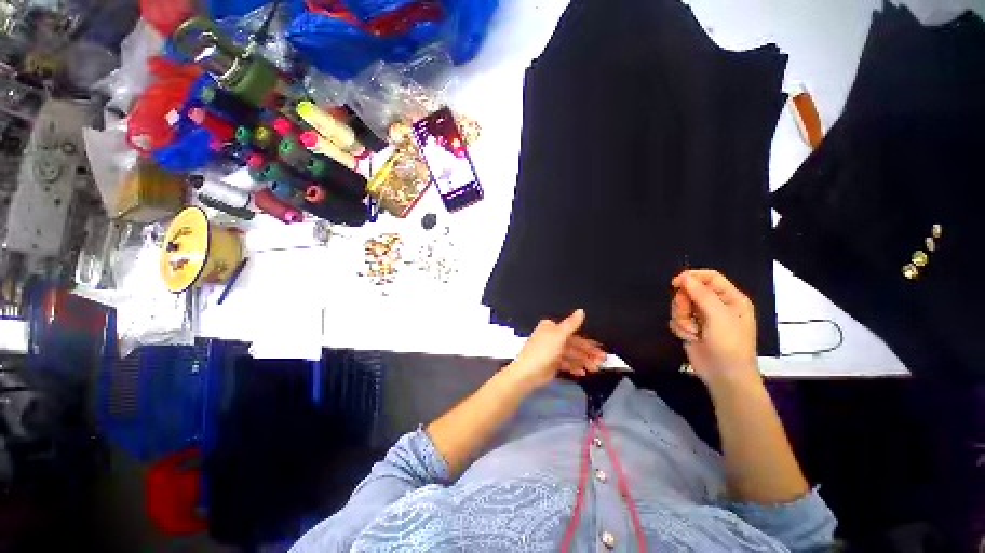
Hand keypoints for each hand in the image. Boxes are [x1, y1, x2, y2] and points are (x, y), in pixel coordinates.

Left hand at [506, 309, 606, 391]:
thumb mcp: (559, 335)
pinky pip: (566, 363)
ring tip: (595, 369)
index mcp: (551, 328)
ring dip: (584, 361)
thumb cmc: (543, 350)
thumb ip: (572, 323)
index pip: (573, 333)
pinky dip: (574, 367)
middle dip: (588, 353)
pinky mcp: (552, 364)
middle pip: (574, 344)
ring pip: (572, 355)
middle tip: (602, 361)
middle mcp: (552, 337)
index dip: (588, 341)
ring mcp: (552, 351)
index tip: (601, 349)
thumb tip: (581, 310)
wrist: (528, 373)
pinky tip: (583, 373)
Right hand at [670, 270, 759, 388]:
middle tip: (689, 315)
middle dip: (684, 303)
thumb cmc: (729, 343)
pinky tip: (690, 337)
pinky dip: (679, 327)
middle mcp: (715, 305)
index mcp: (730, 298)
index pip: (709, 277)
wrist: (724, 375)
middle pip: (689, 291)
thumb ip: (701, 294)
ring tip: (692, 331)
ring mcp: (702, 317)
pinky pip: (676, 318)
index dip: (692, 277)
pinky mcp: (690, 327)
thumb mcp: (719, 316)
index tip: (675, 283)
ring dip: (682, 318)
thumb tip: (683, 277)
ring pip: (680, 305)